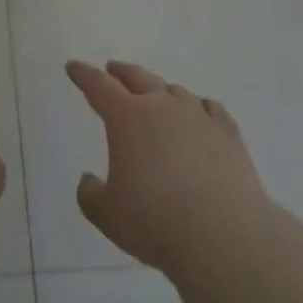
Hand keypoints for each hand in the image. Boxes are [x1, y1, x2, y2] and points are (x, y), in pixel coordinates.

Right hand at [69, 60, 271, 275]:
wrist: (224, 236)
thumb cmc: (156, 222)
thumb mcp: (108, 216)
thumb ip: (91, 195)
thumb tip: (88, 180)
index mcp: (127, 118)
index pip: (99, 86)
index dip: (84, 75)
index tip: (74, 67)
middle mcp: (162, 107)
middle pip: (138, 78)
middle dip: (122, 72)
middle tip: (112, 68)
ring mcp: (199, 117)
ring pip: (175, 91)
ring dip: (160, 90)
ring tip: (156, 94)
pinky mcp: (228, 134)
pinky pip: (210, 109)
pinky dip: (199, 107)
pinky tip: (200, 112)